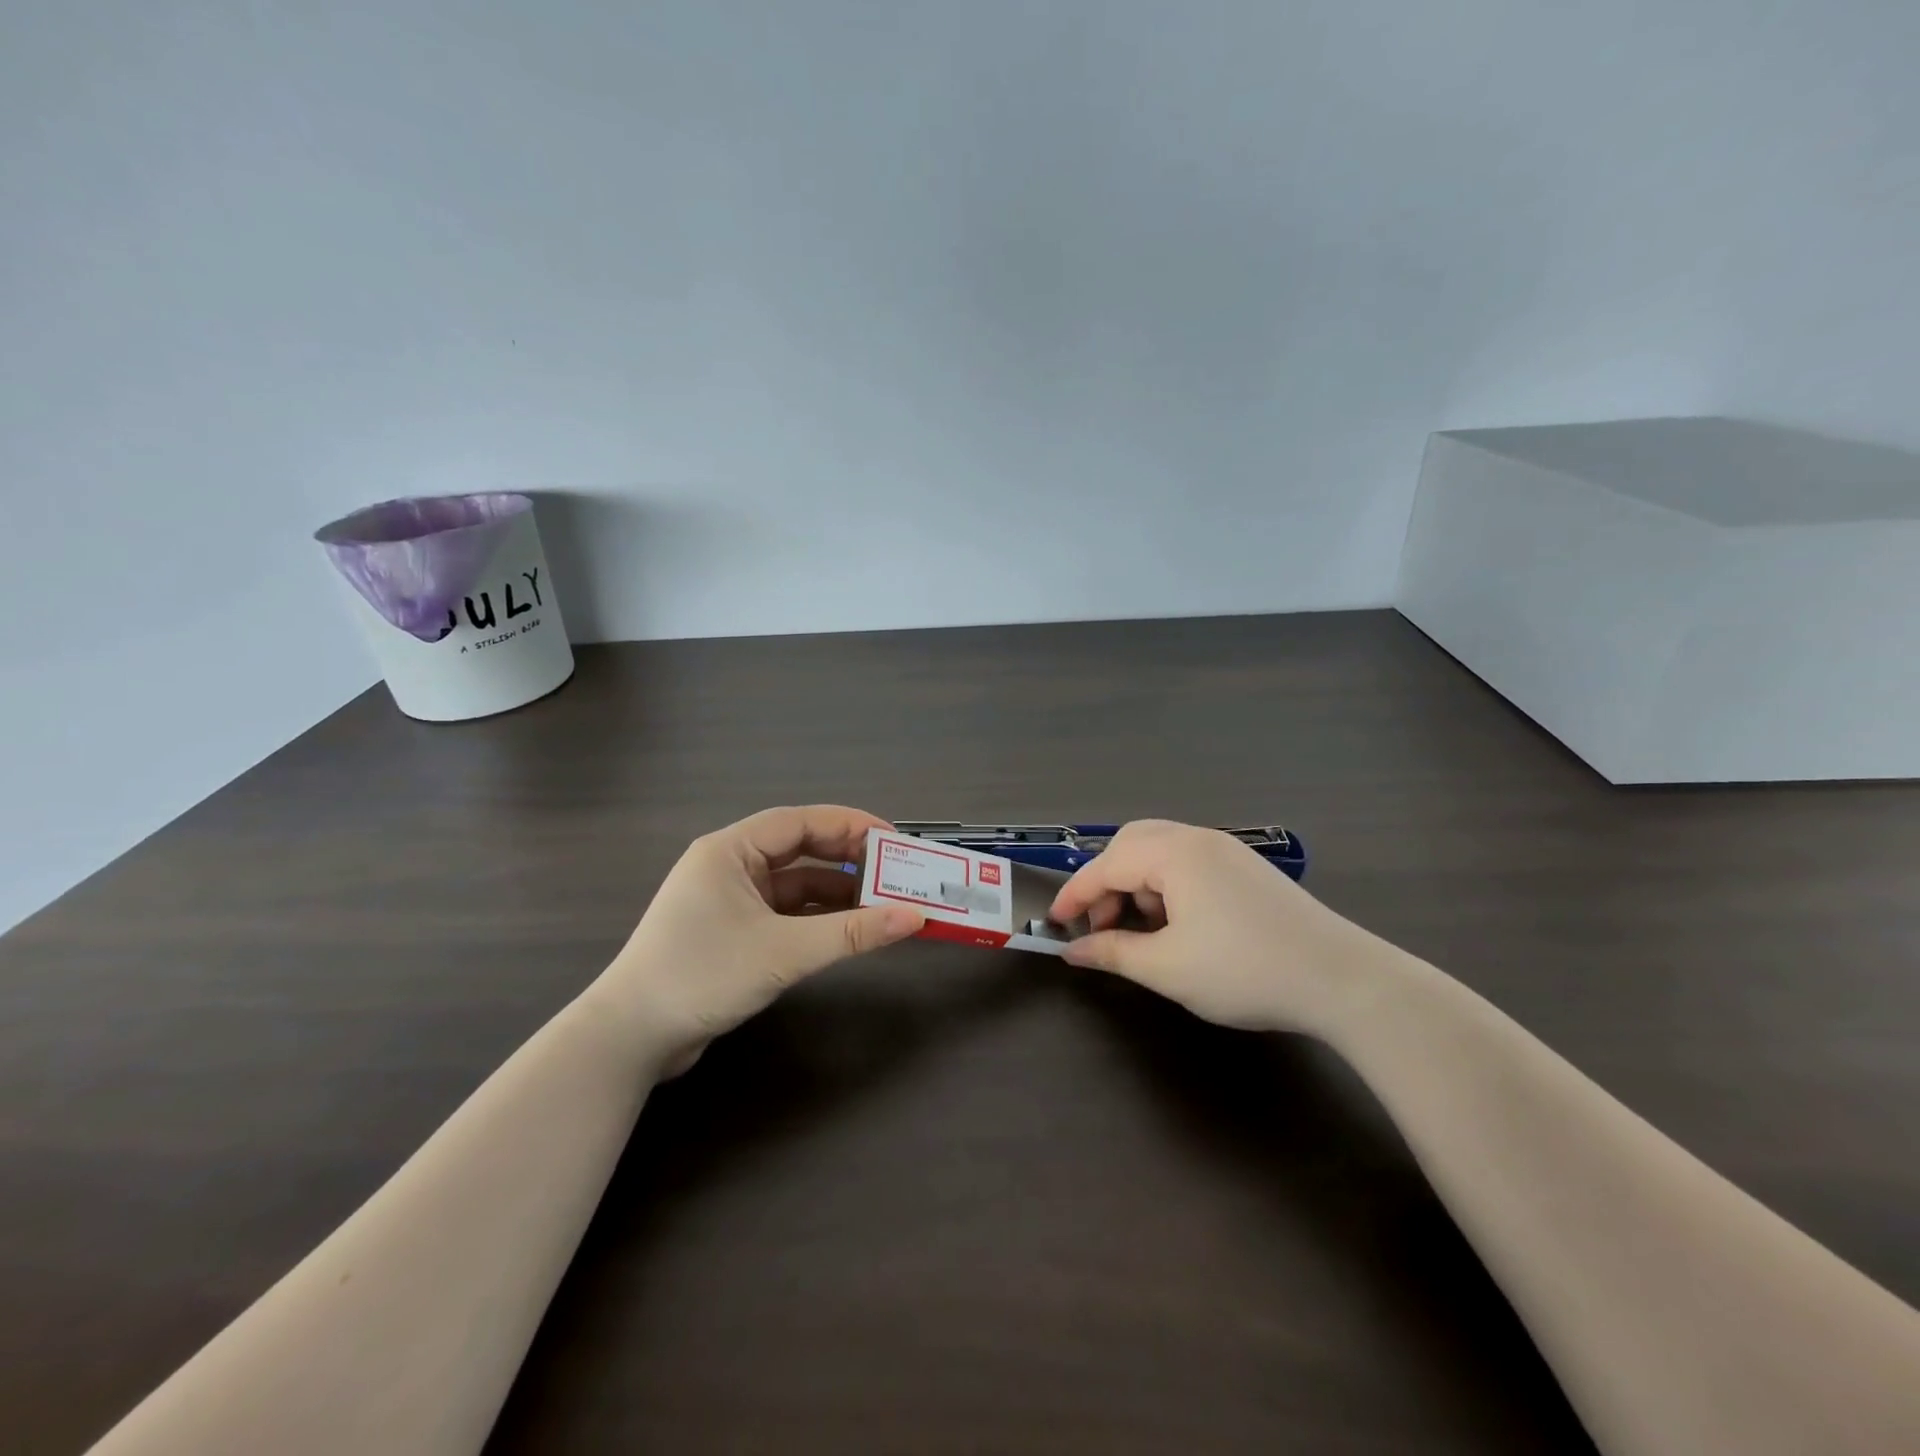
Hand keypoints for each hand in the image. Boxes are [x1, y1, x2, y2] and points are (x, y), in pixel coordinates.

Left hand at [597, 806, 923, 1066]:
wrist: (630, 1040)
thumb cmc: (702, 976)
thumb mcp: (783, 952)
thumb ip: (851, 933)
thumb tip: (913, 916)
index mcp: (730, 850)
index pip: (800, 822)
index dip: (850, 826)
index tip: (893, 840)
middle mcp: (728, 866)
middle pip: (799, 849)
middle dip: (847, 859)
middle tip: (894, 871)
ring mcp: (728, 900)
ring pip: (794, 883)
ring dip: (835, 892)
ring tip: (882, 902)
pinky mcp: (732, 932)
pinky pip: (784, 912)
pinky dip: (816, 917)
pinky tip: (847, 929)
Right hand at [1049, 820, 1375, 1036]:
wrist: (1341, 980)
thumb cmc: (1244, 971)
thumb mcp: (1168, 968)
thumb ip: (1112, 952)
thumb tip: (1072, 950)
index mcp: (1174, 853)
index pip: (1106, 865)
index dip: (1075, 895)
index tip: (1054, 924)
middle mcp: (1198, 839)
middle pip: (1132, 843)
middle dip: (1107, 882)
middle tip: (1102, 925)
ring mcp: (1227, 850)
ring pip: (1161, 851)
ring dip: (1137, 884)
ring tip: (1142, 931)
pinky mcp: (1247, 868)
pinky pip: (1189, 863)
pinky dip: (1167, 886)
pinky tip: (1178, 925)